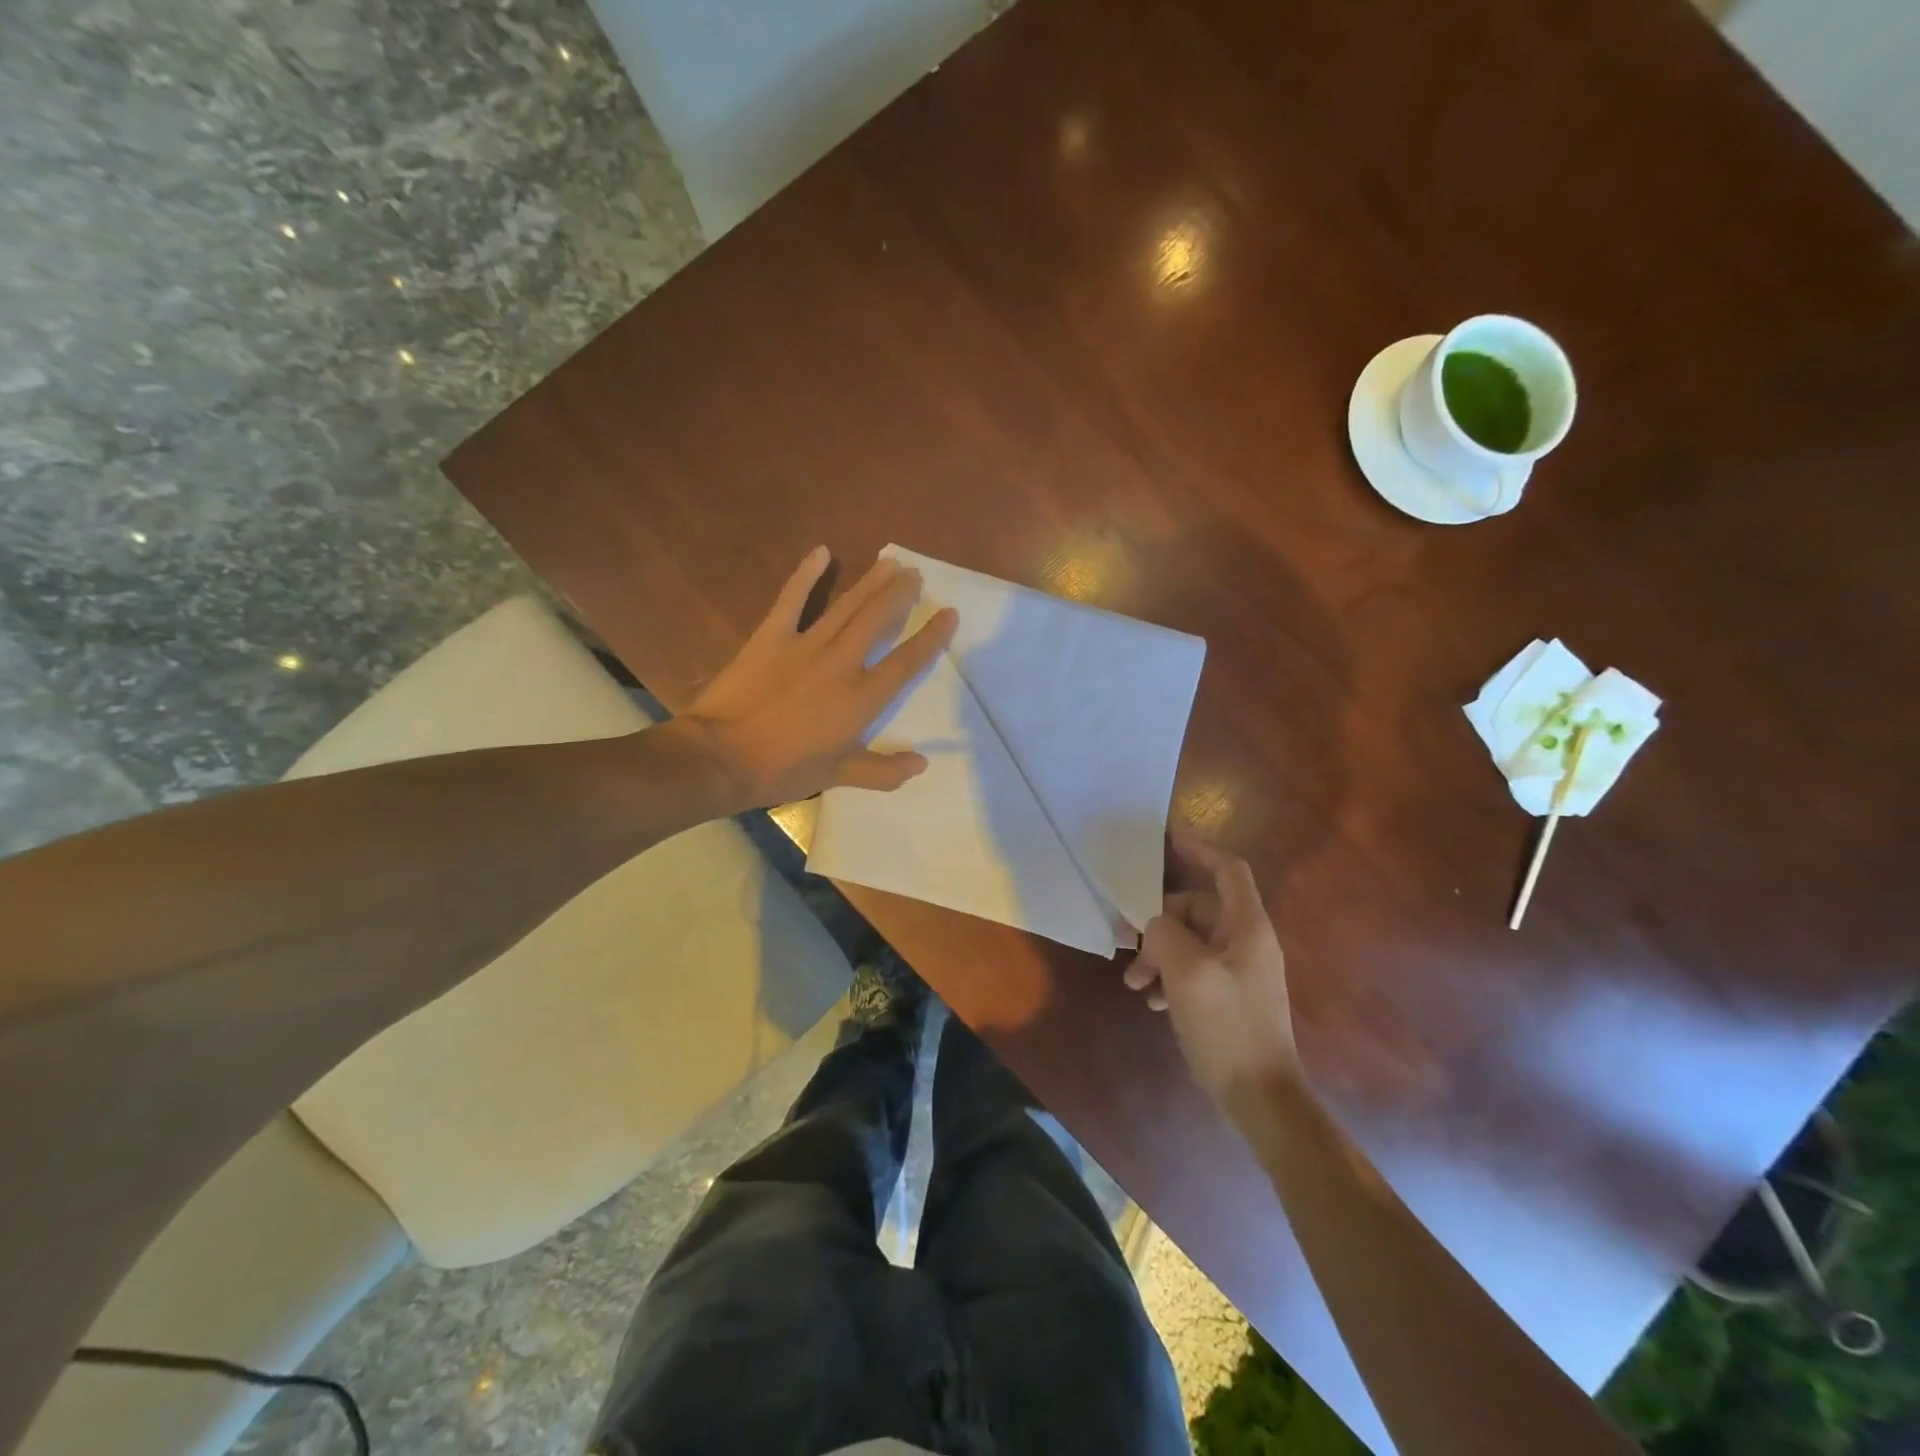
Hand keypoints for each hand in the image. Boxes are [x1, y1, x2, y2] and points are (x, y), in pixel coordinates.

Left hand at [680, 547, 957, 808]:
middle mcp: (841, 663)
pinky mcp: (771, 636)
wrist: (723, 756)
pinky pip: (792, 599)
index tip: (948, 614)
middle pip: (878, 620)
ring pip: (846, 605)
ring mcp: (805, 645)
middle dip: (899, 595)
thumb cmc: (784, 769)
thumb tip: (921, 763)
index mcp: (861, 698)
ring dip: (870, 582)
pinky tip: (821, 552)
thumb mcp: (837, 775)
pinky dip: (806, 574)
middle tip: (915, 574)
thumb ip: (883, 770)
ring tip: (889, 562)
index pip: (906, 662)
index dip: (931, 637)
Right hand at [1125, 833, 1302, 1112]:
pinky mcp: (1230, 997)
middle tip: (1128, 944)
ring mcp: (1239, 971)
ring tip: (1136, 984)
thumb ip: (1165, 934)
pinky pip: (1194, 970)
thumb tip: (1155, 924)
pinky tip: (1154, 1002)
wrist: (1260, 1097)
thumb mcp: (1187, 973)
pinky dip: (1171, 977)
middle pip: (1198, 909)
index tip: (1165, 842)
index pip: (1228, 870)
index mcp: (1247, 927)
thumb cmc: (1226, 1027)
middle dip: (1159, 923)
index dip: (1199, 851)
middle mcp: (1247, 942)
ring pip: (1191, 942)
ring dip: (1159, 954)